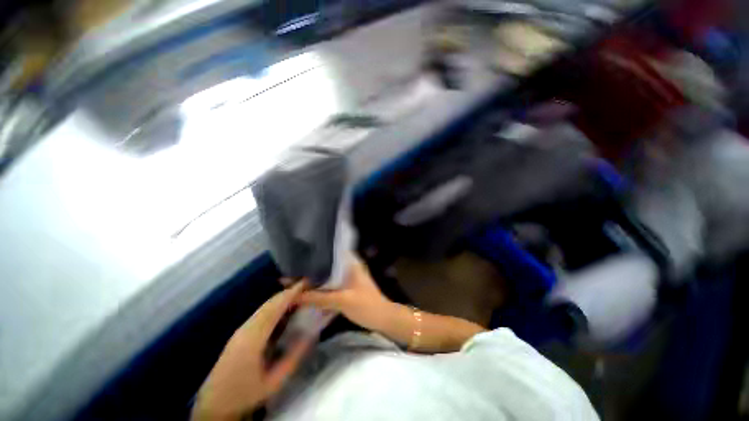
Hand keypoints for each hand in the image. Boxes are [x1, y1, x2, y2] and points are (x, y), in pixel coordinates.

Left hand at [192, 282, 311, 420]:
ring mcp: (240, 330)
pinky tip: (283, 307)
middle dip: (287, 292)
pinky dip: (274, 305)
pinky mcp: (239, 333)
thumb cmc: (245, 394)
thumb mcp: (274, 382)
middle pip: (269, 304)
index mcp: (253, 339)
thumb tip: (311, 335)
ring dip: (281, 297)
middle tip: (306, 285)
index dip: (290, 294)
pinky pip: (260, 313)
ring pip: (264, 307)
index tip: (306, 283)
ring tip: (298, 293)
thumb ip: (293, 358)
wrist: (214, 405)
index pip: (274, 308)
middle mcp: (245, 329)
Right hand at [299, 255, 393, 331]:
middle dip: (314, 270)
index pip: (332, 252)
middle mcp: (350, 268)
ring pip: (330, 277)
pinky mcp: (349, 290)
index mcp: (351, 264)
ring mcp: (350, 279)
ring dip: (318, 282)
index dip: (317, 254)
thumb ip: (318, 297)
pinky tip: (311, 296)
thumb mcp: (341, 300)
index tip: (300, 256)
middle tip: (295, 272)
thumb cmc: (365, 305)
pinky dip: (324, 291)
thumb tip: (294, 295)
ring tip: (299, 283)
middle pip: (328, 266)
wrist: (383, 319)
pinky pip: (333, 287)